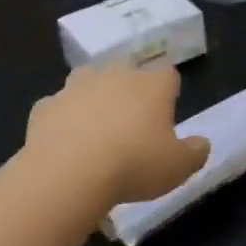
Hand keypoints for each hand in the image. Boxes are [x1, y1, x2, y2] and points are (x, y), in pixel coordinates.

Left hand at [24, 64, 210, 206]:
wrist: (68, 174)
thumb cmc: (134, 164)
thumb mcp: (179, 167)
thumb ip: (195, 152)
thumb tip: (201, 144)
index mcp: (152, 84)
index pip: (168, 73)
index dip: (168, 91)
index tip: (166, 114)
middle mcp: (115, 75)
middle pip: (126, 71)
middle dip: (129, 91)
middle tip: (131, 124)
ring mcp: (76, 87)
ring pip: (88, 81)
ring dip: (93, 98)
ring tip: (95, 129)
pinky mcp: (45, 107)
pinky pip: (57, 108)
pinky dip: (62, 121)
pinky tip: (64, 145)